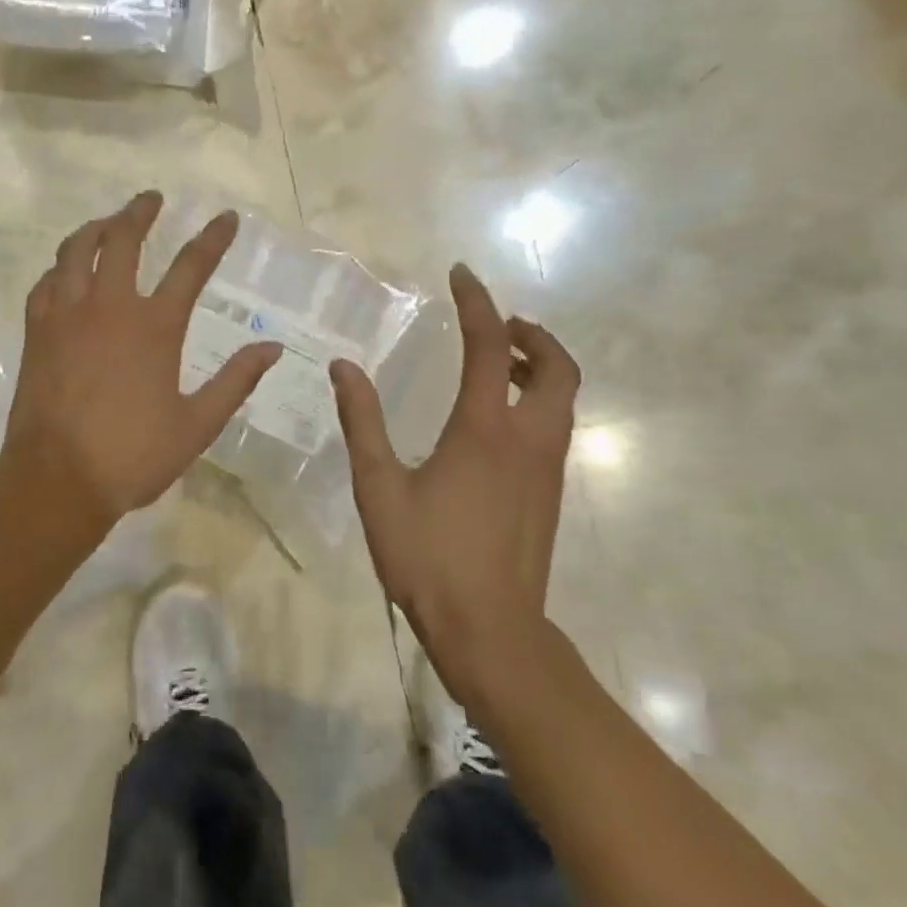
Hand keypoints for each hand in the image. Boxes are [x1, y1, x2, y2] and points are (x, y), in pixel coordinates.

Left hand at [1, 191, 283, 527]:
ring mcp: (67, 316)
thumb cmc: (132, 455)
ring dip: (95, 228)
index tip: (226, 217)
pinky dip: (59, 268)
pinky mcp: (38, 331)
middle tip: (150, 199)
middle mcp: (110, 307)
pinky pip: (46, 283)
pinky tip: (65, 271)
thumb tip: (272, 347)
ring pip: (75, 251)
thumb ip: (235, 381)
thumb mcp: (197, 425)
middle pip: (122, 240)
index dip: (212, 238)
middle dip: (139, 212)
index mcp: (155, 327)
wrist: (57, 479)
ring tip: (107, 222)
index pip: (191, 267)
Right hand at [330, 263, 580, 702]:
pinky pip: (555, 426)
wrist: (491, 632)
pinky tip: (499, 419)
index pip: (490, 345)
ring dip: (539, 365)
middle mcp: (527, 439)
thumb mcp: (379, 487)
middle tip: (499, 323)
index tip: (461, 274)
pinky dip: (538, 399)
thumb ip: (362, 422)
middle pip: (557, 367)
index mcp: (485, 430)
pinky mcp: (550, 494)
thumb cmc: (428, 557)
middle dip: (533, 333)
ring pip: (563, 397)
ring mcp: (546, 468)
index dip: (476, 303)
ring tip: (499, 361)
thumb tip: (343, 367)